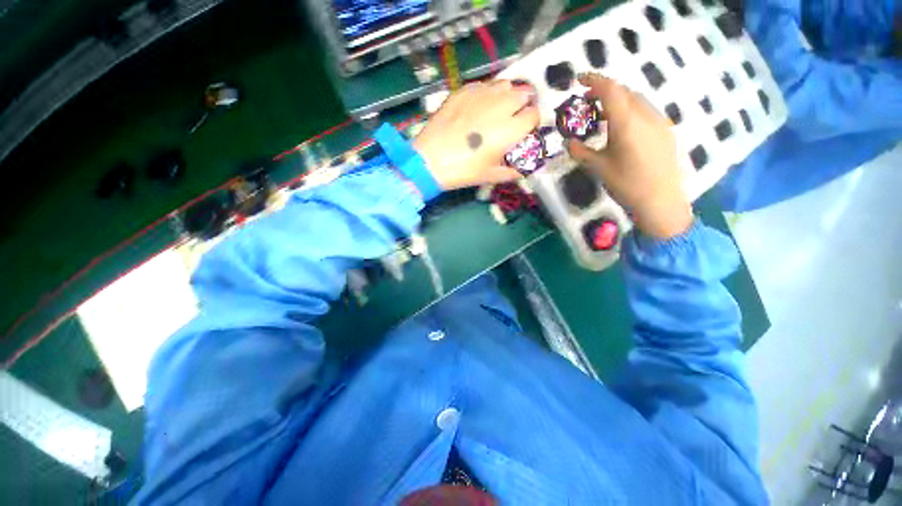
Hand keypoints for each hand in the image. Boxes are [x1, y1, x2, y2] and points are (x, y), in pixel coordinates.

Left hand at [413, 81, 539, 189]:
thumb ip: (513, 171)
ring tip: (497, 109)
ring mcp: (480, 95)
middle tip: (512, 118)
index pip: (534, 114)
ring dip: (507, 95)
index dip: (532, 122)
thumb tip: (524, 168)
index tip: (525, 129)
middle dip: (523, 105)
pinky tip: (478, 107)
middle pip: (524, 94)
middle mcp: (500, 106)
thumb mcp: (491, 176)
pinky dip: (487, 93)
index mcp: (510, 129)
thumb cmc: (463, 171)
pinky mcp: (463, 91)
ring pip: (504, 84)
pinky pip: (484, 85)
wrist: (431, 161)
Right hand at [567, 73, 691, 238]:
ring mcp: (659, 121)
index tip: (579, 79)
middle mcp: (646, 115)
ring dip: (619, 99)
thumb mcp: (599, 168)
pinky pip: (646, 111)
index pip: (610, 90)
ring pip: (637, 100)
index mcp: (626, 122)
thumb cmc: (626, 184)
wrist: (660, 201)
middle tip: (587, 100)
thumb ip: (581, 152)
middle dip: (605, 90)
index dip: (594, 80)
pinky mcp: (666, 130)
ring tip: (603, 113)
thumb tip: (569, 142)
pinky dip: (630, 110)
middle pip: (625, 91)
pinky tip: (622, 126)